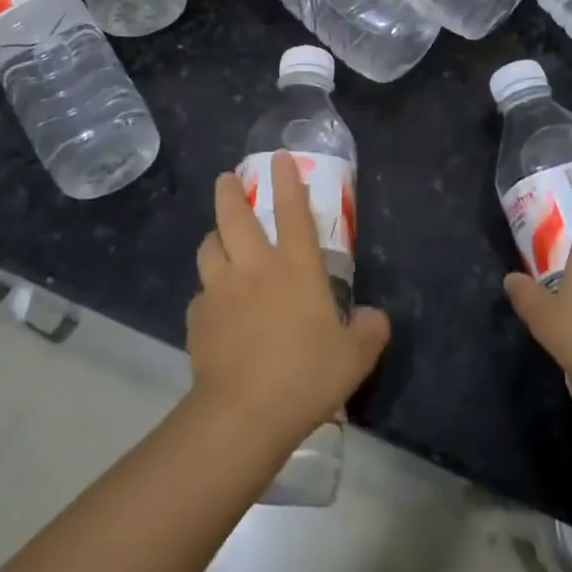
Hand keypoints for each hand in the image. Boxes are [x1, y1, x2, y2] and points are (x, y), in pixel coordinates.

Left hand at [188, 152, 390, 452]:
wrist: (244, 413)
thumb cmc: (306, 376)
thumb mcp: (355, 357)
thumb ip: (369, 330)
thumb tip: (374, 317)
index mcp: (295, 268)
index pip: (293, 211)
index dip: (288, 180)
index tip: (280, 158)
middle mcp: (254, 268)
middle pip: (234, 216)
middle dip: (229, 191)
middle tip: (227, 179)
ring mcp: (220, 290)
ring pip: (208, 247)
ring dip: (214, 237)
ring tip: (218, 239)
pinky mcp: (197, 318)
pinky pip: (201, 294)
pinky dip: (208, 292)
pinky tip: (215, 308)